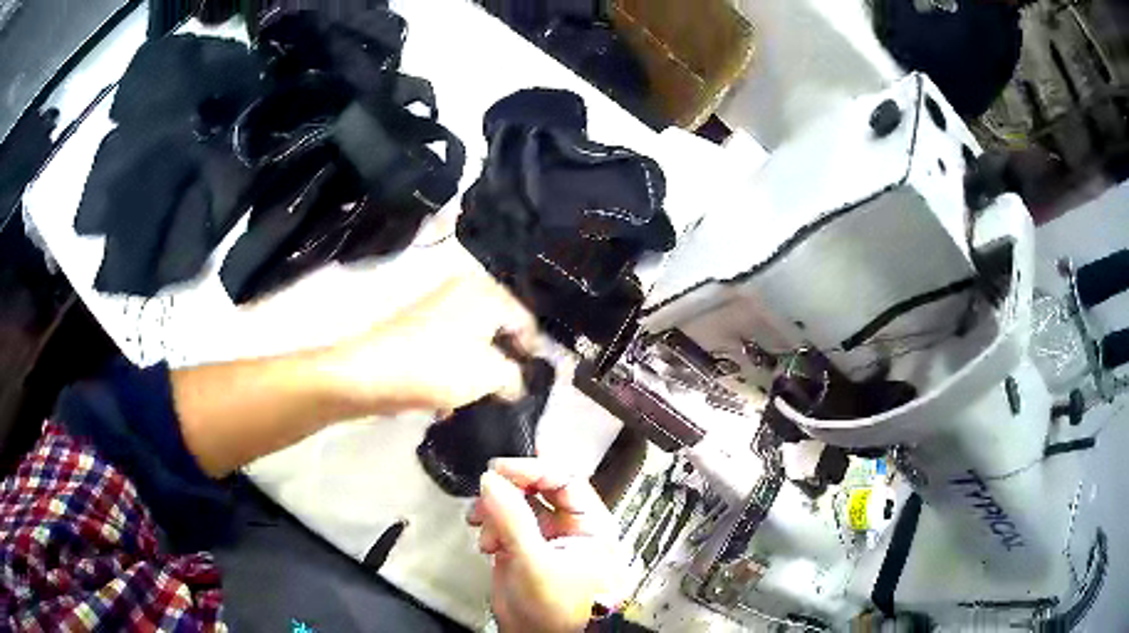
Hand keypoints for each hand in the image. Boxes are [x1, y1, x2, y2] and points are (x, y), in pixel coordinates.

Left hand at [330, 272, 537, 414]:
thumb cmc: (439, 367)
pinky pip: (448, 346)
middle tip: (505, 393)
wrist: (371, 373)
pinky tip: (447, 398)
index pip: (526, 322)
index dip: (531, 356)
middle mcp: (464, 290)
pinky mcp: (417, 325)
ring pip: (472, 341)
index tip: (530, 385)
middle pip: (498, 330)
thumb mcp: (491, 375)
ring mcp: (437, 305)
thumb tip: (515, 383)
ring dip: (477, 371)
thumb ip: (515, 378)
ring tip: (474, 400)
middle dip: (502, 364)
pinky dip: (453, 369)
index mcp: (487, 292)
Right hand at [467, 459, 619, 632]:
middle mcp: (570, 526)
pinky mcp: (524, 550)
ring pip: (518, 505)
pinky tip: (485, 544)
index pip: (564, 479)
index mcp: (591, 523)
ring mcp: (546, 538)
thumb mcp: (535, 562)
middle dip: (509, 490)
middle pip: (539, 488)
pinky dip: (490, 527)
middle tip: (484, 492)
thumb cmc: (556, 607)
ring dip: (494, 510)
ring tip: (479, 525)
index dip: (532, 469)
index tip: (497, 470)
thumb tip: (490, 479)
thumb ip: (512, 518)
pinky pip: (505, 524)